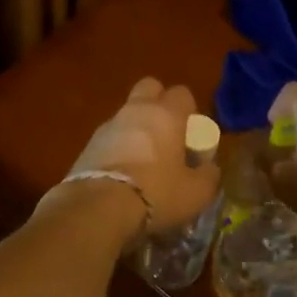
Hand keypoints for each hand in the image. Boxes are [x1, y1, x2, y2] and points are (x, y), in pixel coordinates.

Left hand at [63, 78, 221, 232]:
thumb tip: (208, 167)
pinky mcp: (88, 144)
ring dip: (136, 129)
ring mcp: (108, 125)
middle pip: (149, 88)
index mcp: (166, 114)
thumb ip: (208, 175)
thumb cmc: (157, 193)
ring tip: (143, 162)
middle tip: (167, 135)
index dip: (190, 112)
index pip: (182, 93)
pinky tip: (122, 175)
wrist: (99, 208)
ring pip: (127, 114)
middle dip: (159, 104)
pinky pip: (110, 137)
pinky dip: (117, 148)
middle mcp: (136, 110)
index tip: (192, 137)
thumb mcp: (197, 193)